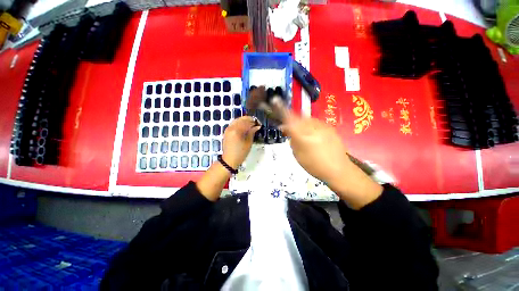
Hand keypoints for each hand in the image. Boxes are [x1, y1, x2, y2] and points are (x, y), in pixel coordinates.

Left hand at [222, 116, 260, 168]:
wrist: (229, 160)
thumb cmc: (240, 153)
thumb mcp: (248, 143)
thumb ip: (252, 133)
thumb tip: (257, 126)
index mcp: (237, 131)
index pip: (246, 122)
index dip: (253, 122)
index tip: (259, 123)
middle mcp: (231, 128)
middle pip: (241, 119)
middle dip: (249, 119)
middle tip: (255, 122)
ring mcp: (228, 129)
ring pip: (237, 120)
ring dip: (244, 120)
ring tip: (250, 123)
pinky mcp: (226, 131)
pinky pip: (233, 123)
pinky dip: (239, 123)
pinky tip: (244, 126)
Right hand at [281, 114, 381, 208]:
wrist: (338, 169)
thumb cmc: (314, 165)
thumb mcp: (297, 154)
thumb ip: (292, 139)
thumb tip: (287, 129)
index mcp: (302, 134)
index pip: (289, 118)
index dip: (282, 110)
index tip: (276, 103)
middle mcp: (312, 126)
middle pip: (298, 117)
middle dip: (292, 121)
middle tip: (289, 130)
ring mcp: (322, 125)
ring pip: (306, 120)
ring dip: (301, 124)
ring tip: (302, 134)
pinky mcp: (329, 127)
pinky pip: (314, 123)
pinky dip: (309, 126)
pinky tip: (312, 136)